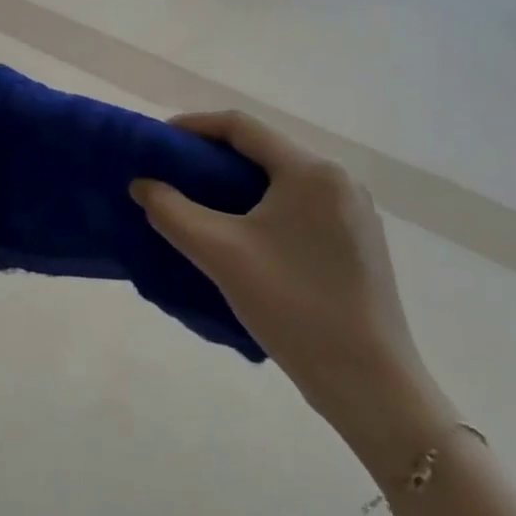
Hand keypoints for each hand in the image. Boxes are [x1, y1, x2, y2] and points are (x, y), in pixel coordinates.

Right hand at [131, 113, 445, 459]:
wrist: (373, 390)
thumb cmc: (294, 308)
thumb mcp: (220, 254)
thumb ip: (171, 210)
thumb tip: (142, 184)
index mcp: (311, 171)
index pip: (241, 126)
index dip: (194, 126)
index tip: (160, 142)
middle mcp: (339, 179)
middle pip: (263, 149)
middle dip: (213, 155)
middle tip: (174, 173)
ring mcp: (355, 211)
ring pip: (281, 177)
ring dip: (237, 181)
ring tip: (200, 201)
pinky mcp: (359, 241)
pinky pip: (300, 203)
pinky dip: (264, 204)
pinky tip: (242, 231)